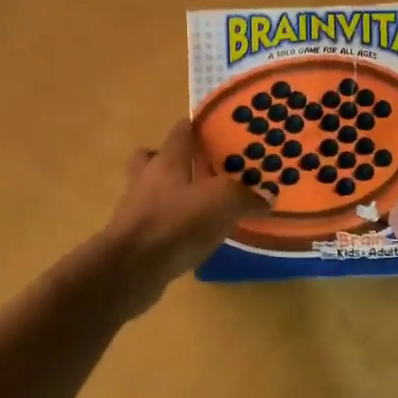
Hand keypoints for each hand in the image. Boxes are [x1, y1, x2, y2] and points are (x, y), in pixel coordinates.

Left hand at [100, 119, 268, 307]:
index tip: (217, 132)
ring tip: (203, 207)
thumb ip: (247, 197)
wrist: (131, 268)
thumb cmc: (176, 223)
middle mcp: (147, 178)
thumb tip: (266, 197)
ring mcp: (136, 208)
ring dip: (174, 195)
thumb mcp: (223, 203)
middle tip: (205, 170)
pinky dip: (172, 225)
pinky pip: (156, 222)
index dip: (198, 128)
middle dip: (178, 161)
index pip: (181, 131)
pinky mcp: (134, 237)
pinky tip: (193, 238)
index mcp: (168, 160)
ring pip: (154, 190)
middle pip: (157, 158)